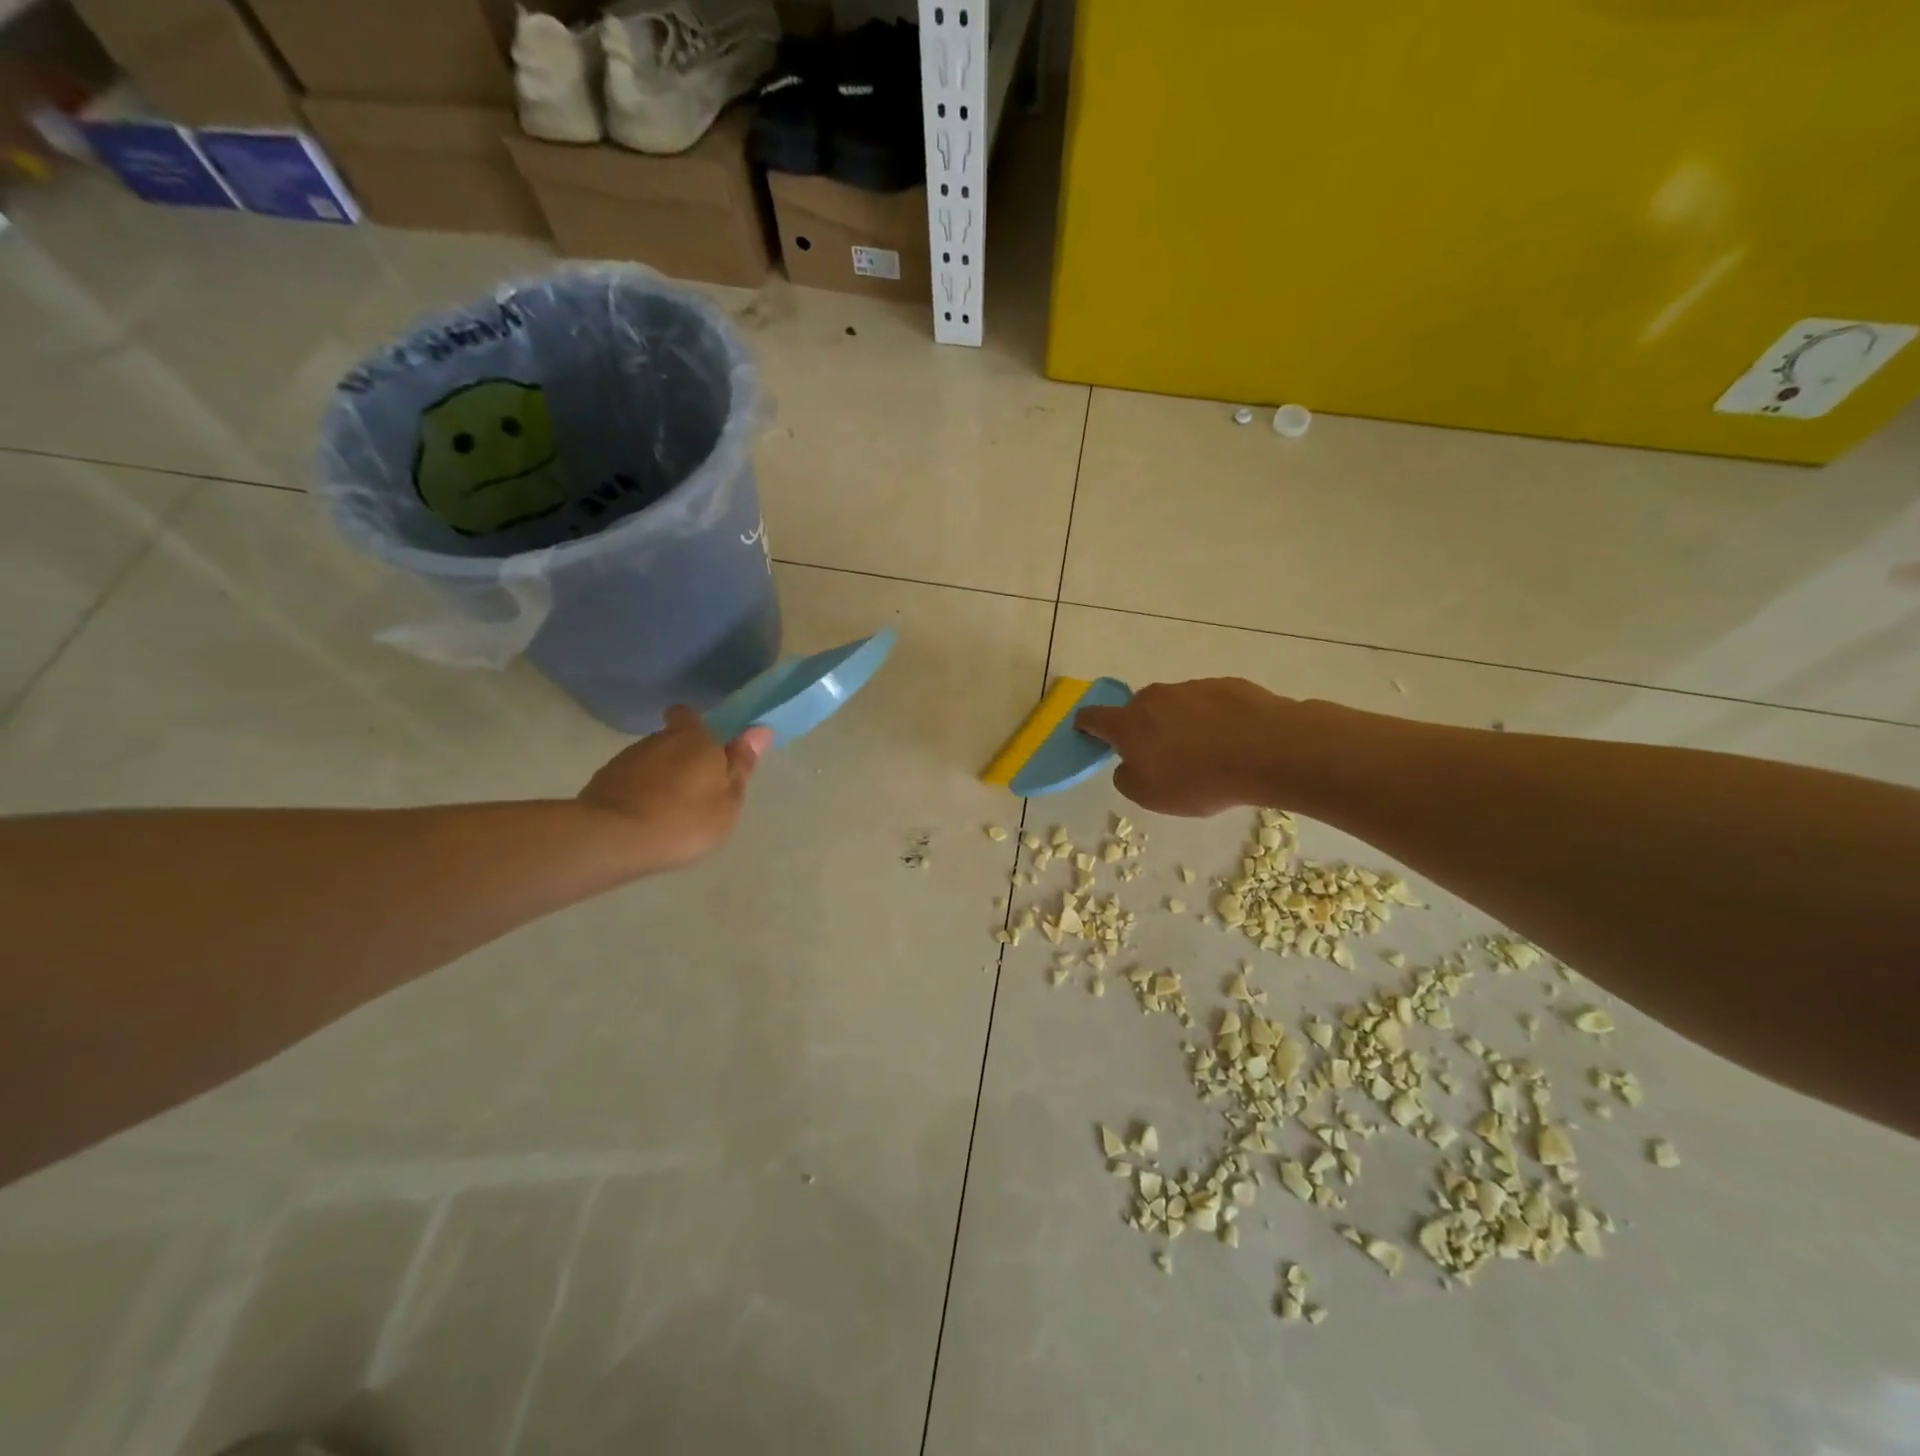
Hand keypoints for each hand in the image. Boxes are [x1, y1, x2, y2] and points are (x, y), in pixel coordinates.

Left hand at [578, 707, 772, 870]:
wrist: (614, 840)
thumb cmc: (685, 819)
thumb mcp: (729, 799)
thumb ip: (742, 764)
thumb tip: (760, 729)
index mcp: (694, 738)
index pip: (690, 714)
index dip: (698, 728)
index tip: (707, 750)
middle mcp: (658, 739)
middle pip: (672, 741)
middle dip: (682, 759)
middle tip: (696, 792)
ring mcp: (625, 760)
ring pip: (650, 762)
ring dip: (659, 779)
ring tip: (669, 812)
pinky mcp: (602, 783)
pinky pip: (629, 783)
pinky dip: (638, 795)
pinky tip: (645, 821)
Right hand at [1076, 678, 1296, 816]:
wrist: (1269, 749)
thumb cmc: (1200, 779)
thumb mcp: (1151, 796)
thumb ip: (1127, 778)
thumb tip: (1128, 763)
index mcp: (1129, 724)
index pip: (1093, 716)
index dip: (1085, 725)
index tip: (1085, 732)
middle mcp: (1154, 698)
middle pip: (1137, 710)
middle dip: (1141, 729)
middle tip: (1160, 756)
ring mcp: (1191, 687)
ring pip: (1173, 706)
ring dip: (1178, 724)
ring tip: (1205, 753)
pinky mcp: (1225, 685)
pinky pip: (1207, 704)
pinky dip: (1211, 720)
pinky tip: (1232, 742)